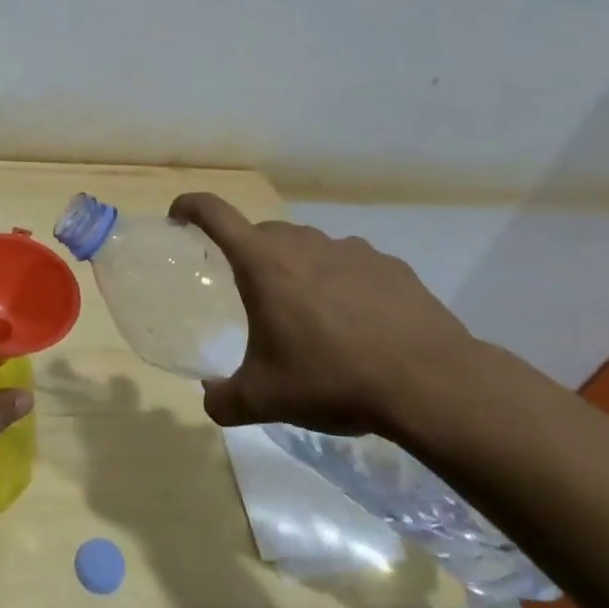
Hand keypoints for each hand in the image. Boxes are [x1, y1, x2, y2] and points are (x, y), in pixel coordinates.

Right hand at [169, 193, 481, 435]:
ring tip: (308, 315)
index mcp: (264, 263)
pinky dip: (340, 283)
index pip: (215, 214)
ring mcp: (350, 250)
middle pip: (262, 234)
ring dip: (297, 269)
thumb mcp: (266, 400)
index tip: (178, 215)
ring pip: (307, 247)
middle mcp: (303, 244)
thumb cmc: (332, 379)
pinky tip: (355, 323)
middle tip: (252, 296)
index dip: (190, 207)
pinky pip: (349, 264)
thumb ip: (224, 400)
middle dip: (249, 255)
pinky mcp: (389, 266)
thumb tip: (210, 399)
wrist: (430, 383)